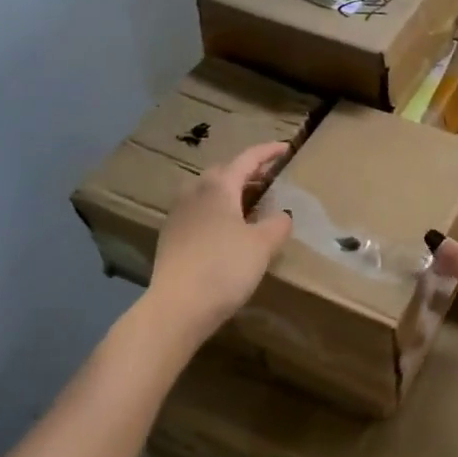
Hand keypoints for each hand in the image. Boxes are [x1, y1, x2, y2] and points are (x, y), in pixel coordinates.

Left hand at [145, 142, 293, 342]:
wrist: (176, 308)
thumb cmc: (224, 268)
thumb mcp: (262, 245)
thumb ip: (277, 224)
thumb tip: (282, 215)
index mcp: (218, 186)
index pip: (247, 158)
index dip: (268, 152)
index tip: (286, 147)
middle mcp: (195, 192)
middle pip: (225, 171)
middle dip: (248, 171)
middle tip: (270, 177)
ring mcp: (179, 214)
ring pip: (209, 191)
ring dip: (232, 191)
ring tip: (251, 202)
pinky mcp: (171, 236)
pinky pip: (200, 210)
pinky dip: (218, 210)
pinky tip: (228, 229)